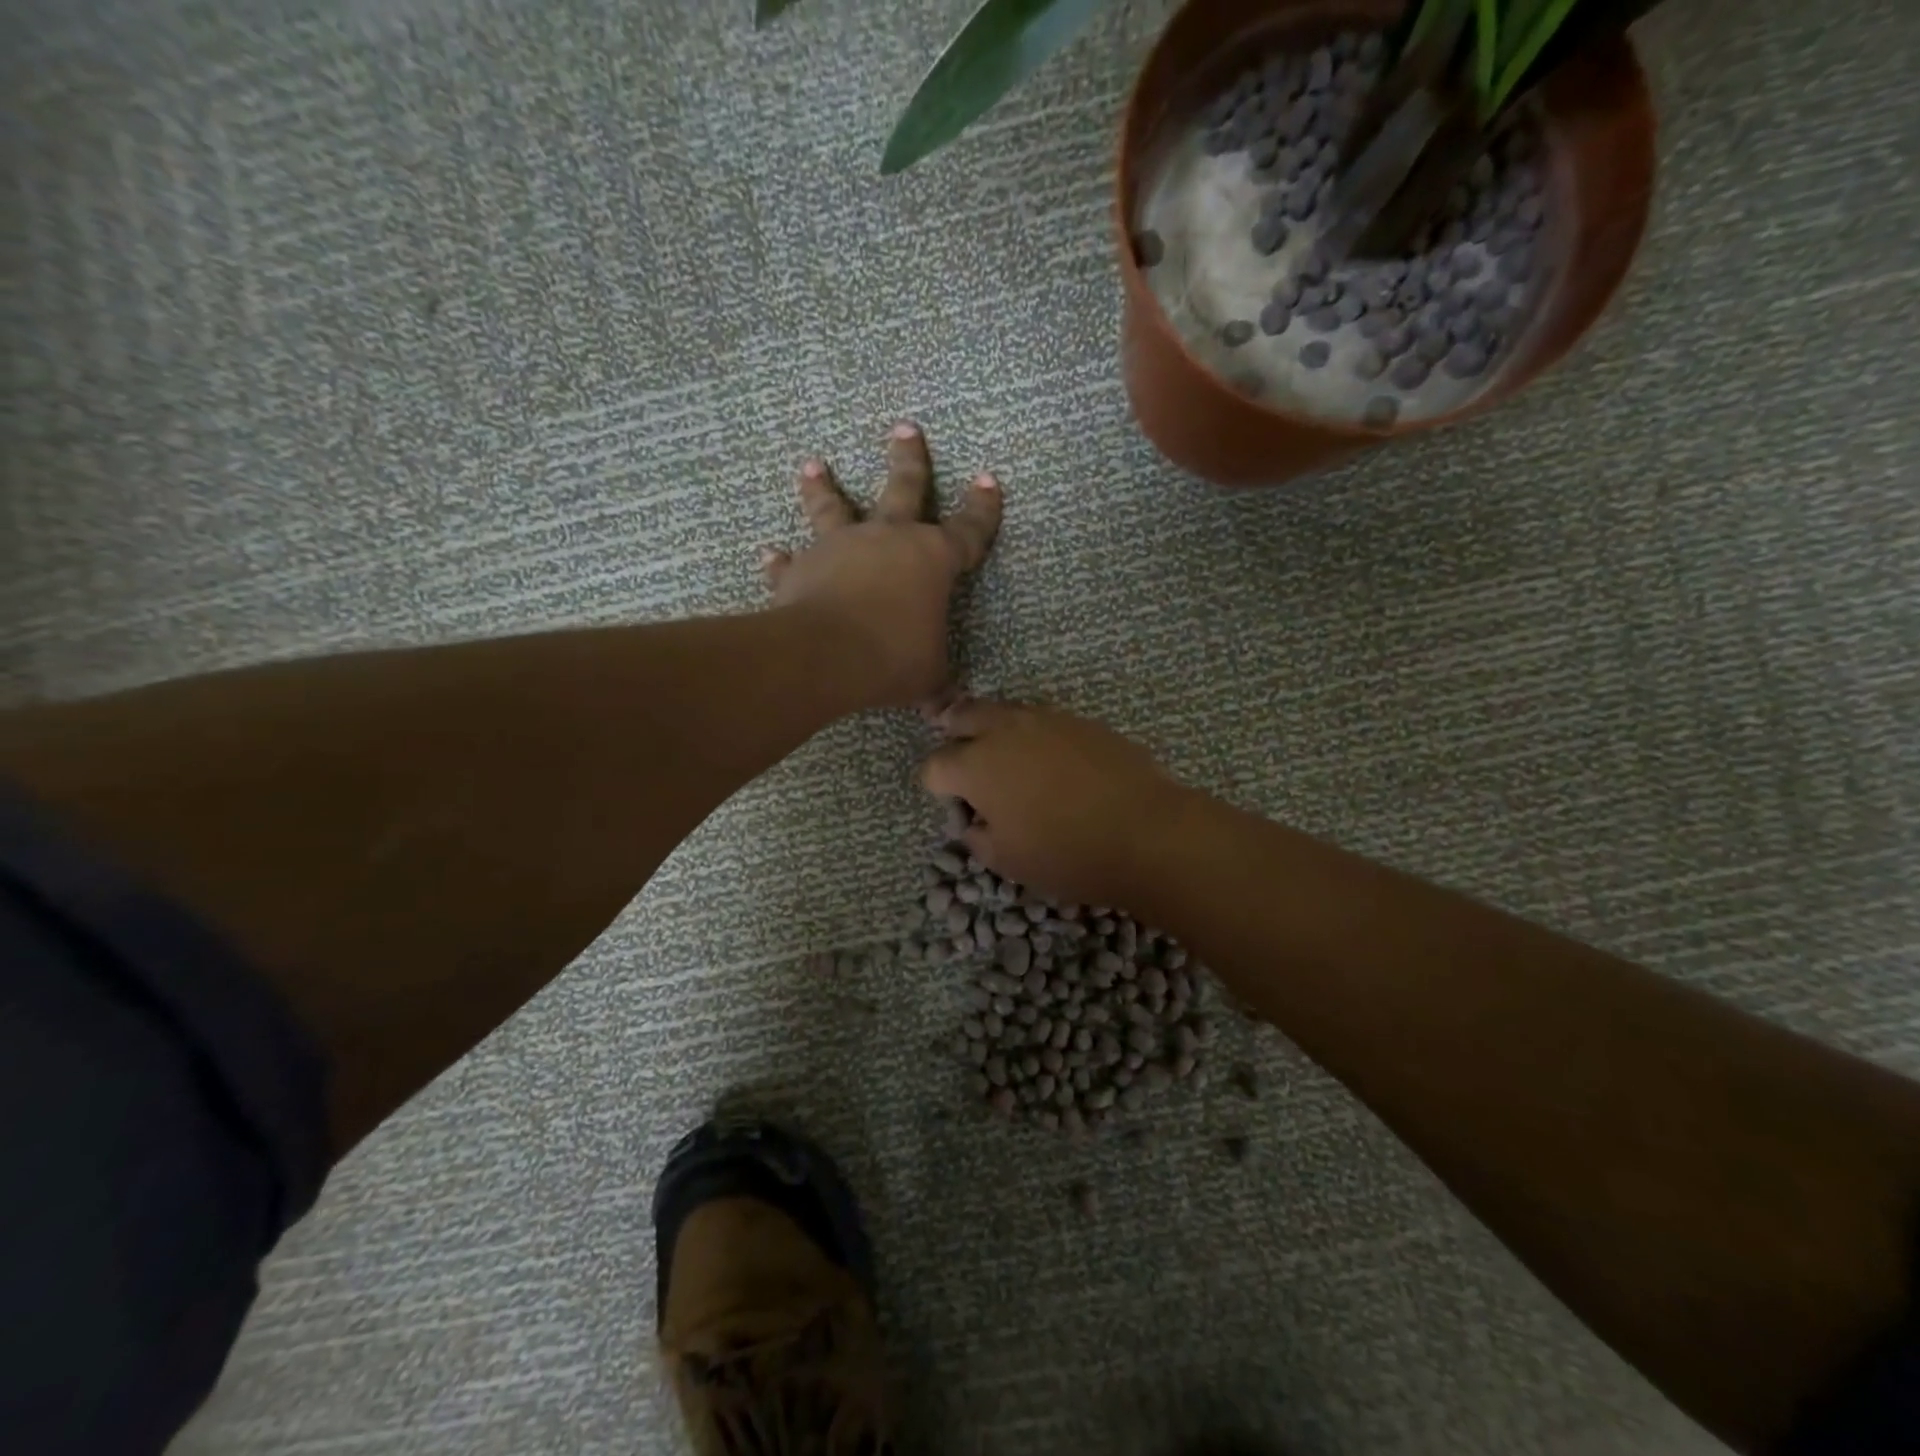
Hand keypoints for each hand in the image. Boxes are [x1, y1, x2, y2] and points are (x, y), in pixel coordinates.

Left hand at [761, 423, 1000, 710]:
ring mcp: (841, 548)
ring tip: (812, 463)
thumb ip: (939, 685)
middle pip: (903, 488)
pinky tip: (769, 553)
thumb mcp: (929, 677)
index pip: (968, 530)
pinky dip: (780, 560)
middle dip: (907, 458)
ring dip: (823, 486)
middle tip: (904, 427)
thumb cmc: (893, 657)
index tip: (989, 480)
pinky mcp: (801, 569)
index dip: (982, 508)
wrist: (826, 655)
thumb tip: (949, 713)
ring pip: (833, 508)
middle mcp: (887, 540)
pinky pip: (790, 562)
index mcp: (931, 559)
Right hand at [919, 699, 1192, 907]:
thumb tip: (974, 820)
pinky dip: (1032, 733)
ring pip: (1004, 711)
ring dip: (993, 728)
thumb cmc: (1067, 853)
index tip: (954, 806)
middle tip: (961, 754)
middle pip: (963, 717)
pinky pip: (1042, 719)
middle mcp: (1005, 730)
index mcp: (976, 765)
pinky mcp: (1081, 721)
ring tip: (1004, 753)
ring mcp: (1046, 719)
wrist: (1146, 832)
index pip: (934, 766)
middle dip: (954, 734)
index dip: (936, 787)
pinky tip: (1049, 758)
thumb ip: (976, 836)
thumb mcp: (1007, 860)